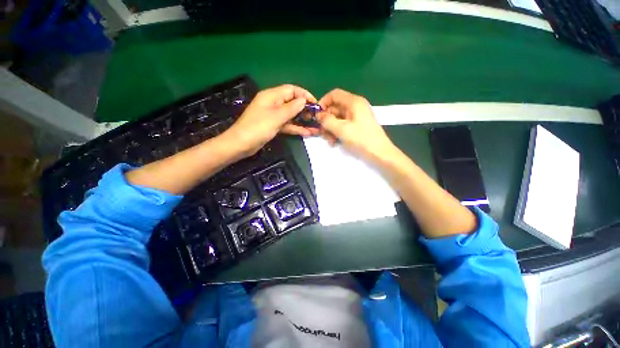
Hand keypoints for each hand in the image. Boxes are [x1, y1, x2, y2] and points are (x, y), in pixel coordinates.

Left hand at [222, 84, 318, 156]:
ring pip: (291, 115)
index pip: (291, 90)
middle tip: (316, 117)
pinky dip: (296, 128)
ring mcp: (273, 116)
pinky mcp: (273, 126)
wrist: (241, 144)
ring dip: (302, 121)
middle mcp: (273, 104)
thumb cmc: (257, 128)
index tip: (315, 104)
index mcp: (272, 96)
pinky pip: (287, 125)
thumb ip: (291, 108)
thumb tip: (303, 100)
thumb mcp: (276, 117)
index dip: (304, 95)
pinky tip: (307, 133)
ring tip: (315, 127)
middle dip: (305, 109)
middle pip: (292, 103)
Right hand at [317, 89, 395, 162]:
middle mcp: (355, 107)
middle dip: (326, 120)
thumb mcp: (341, 129)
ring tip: (329, 140)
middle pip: (335, 108)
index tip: (316, 115)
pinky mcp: (357, 126)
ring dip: (330, 128)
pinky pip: (343, 125)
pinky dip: (337, 132)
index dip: (323, 102)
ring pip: (337, 118)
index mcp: (354, 102)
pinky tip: (334, 142)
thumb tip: (318, 115)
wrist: (379, 153)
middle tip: (322, 132)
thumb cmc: (361, 139)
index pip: (334, 95)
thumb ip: (327, 120)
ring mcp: (356, 117)